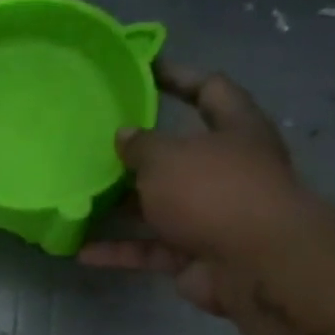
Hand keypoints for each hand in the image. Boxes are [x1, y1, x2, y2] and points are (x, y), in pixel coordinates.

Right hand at [78, 60, 307, 316]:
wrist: (254, 263)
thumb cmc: (214, 191)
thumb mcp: (168, 157)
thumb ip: (141, 145)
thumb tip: (124, 135)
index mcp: (234, 130)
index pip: (210, 90)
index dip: (178, 77)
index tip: (142, 71)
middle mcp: (225, 170)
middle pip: (178, 154)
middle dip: (138, 152)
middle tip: (95, 143)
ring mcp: (210, 215)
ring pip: (158, 205)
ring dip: (122, 206)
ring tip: (80, 197)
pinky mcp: (192, 253)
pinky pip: (149, 249)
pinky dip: (119, 250)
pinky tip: (81, 251)